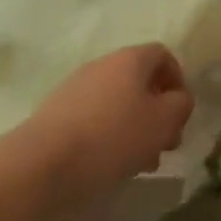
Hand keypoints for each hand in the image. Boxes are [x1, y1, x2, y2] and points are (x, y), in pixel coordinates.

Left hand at [22, 44, 194, 202]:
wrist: (40, 164)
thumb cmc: (111, 137)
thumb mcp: (162, 121)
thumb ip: (180, 105)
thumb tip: (178, 100)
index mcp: (130, 58)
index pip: (163, 55)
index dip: (178, 81)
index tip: (180, 113)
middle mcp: (103, 65)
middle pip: (140, 81)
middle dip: (157, 112)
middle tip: (165, 144)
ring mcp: (76, 88)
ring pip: (118, 103)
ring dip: (135, 128)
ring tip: (140, 163)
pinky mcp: (56, 114)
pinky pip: (94, 119)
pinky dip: (109, 137)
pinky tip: (110, 166)